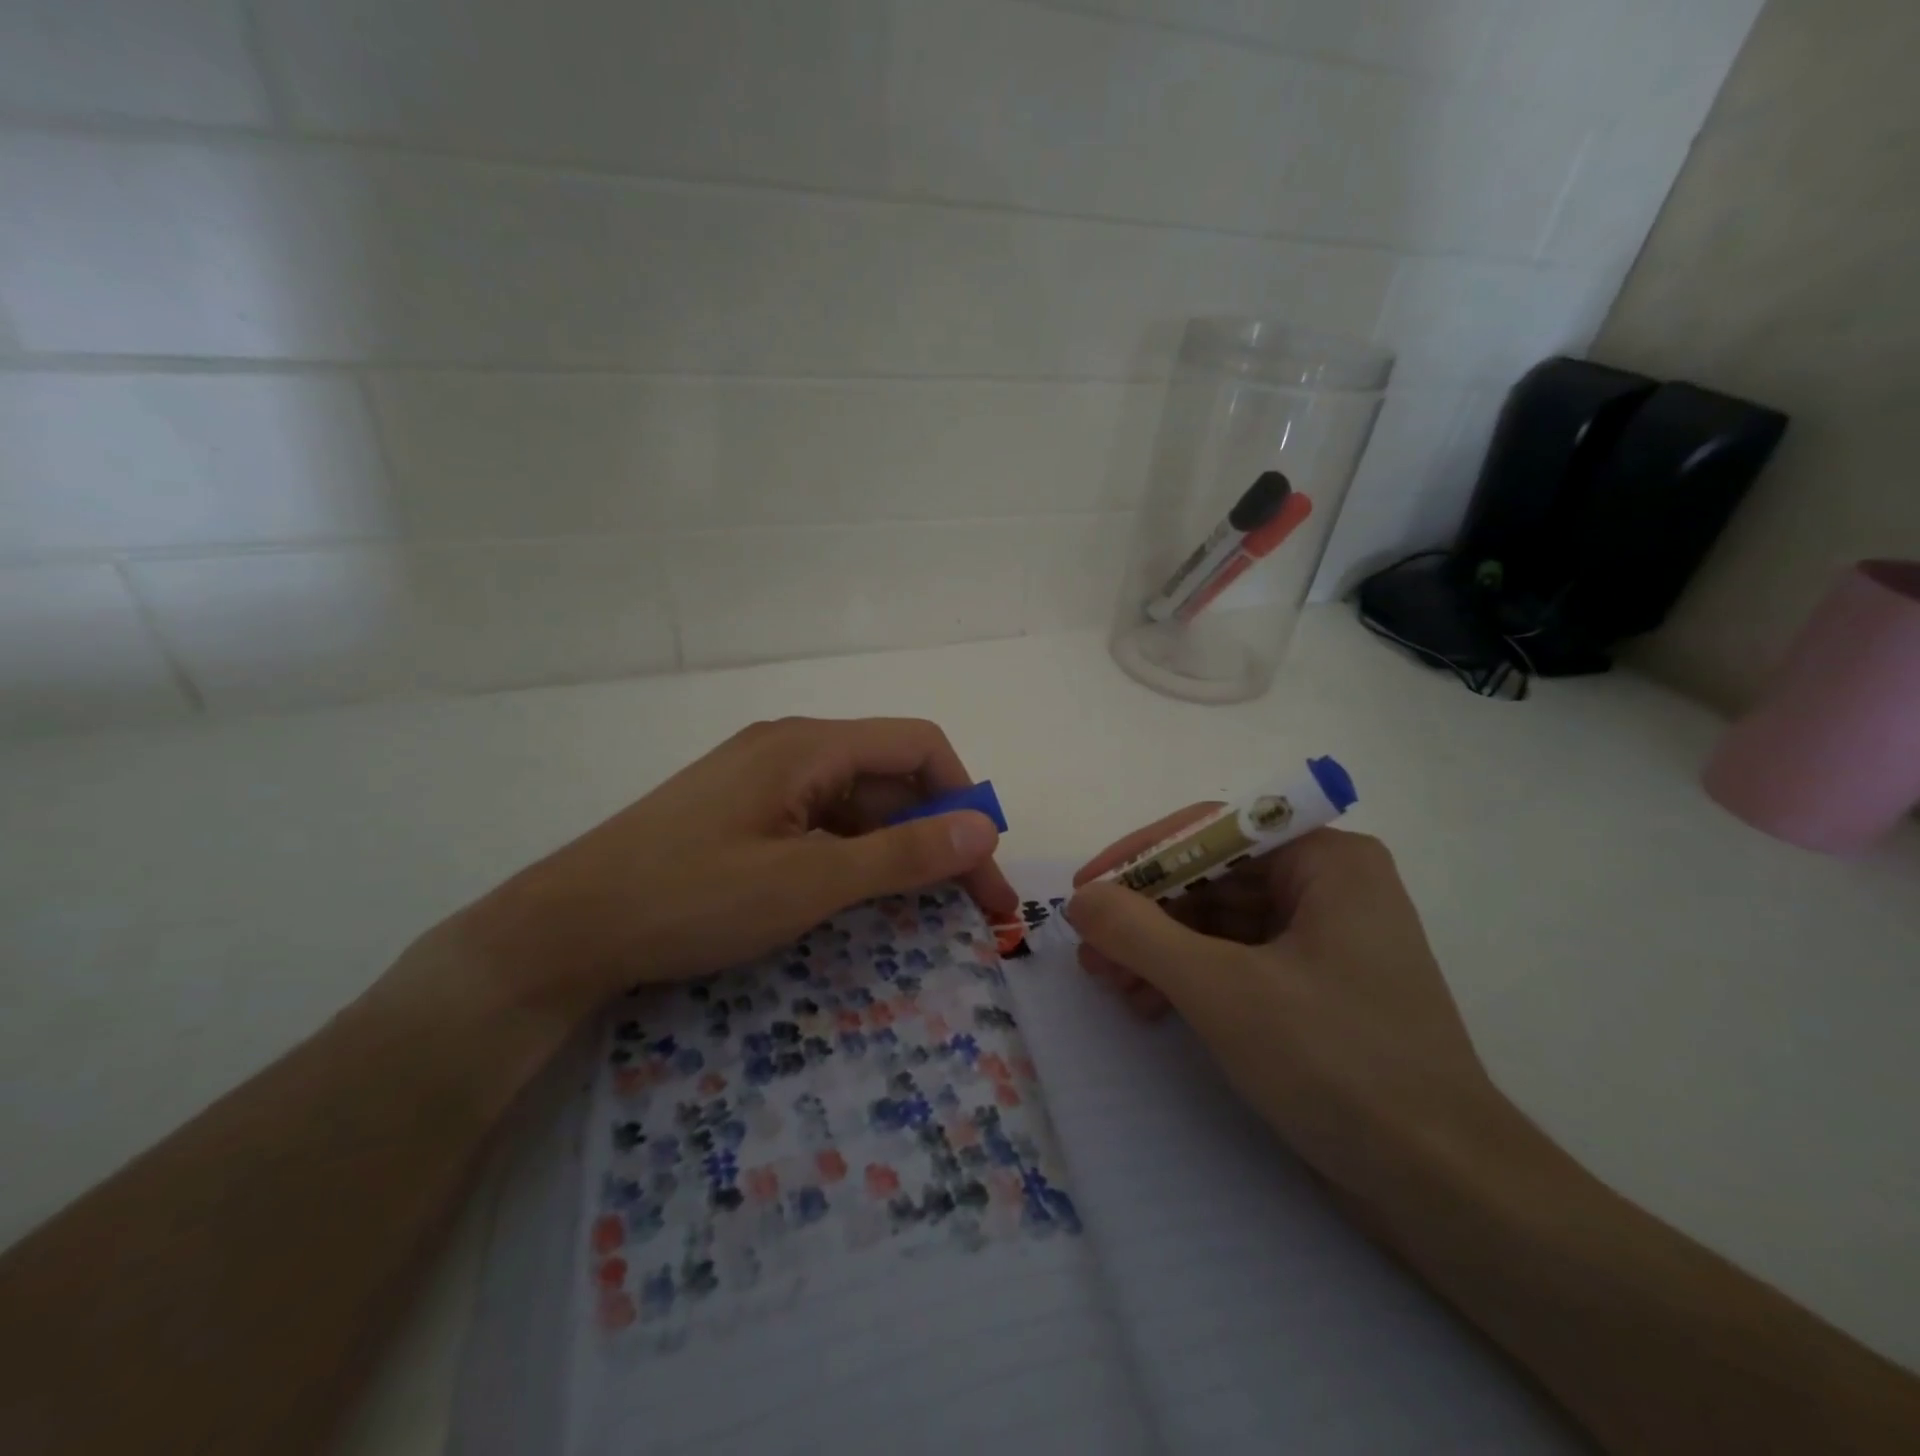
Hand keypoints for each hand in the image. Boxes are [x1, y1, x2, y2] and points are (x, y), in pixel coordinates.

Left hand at [417, 717, 1016, 1021]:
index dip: (963, 798)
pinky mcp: (744, 813)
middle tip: (971, 907)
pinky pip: (821, 823)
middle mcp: (792, 748)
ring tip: (924, 911)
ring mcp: (764, 781)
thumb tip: (985, 827)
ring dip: (899, 850)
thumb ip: (902, 854)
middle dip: (939, 835)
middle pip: (891, 777)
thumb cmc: (691, 899)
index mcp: (810, 745)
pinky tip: (860, 897)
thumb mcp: (808, 882)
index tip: (983, 865)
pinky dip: (855, 856)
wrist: (565, 930)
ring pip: (858, 804)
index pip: (918, 746)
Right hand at [1065, 815, 1499, 1183]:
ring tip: (1112, 987)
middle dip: (1145, 915)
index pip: (1210, 831)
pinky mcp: (1314, 988)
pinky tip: (1151, 1006)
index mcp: (1326, 861)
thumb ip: (1139, 932)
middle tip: (1091, 953)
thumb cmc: (1337, 1065)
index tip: (1083, 890)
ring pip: (1216, 922)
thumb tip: (1081, 898)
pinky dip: (1189, 978)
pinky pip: (1235, 960)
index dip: (1138, 857)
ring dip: (1159, 950)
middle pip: (1209, 878)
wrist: (1445, 1190)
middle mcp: (1328, 887)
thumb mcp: (1222, 990)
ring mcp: (1323, 939)